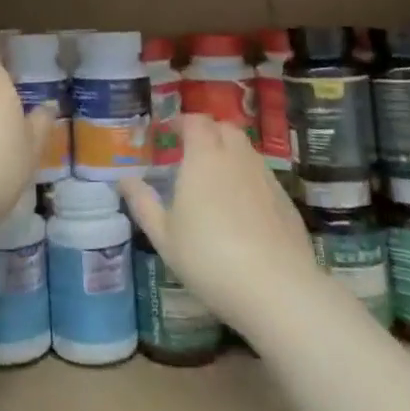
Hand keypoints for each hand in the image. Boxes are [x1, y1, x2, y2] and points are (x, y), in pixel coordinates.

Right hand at [120, 115, 321, 338]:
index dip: (182, 122)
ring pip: (246, 151)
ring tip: (215, 181)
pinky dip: (248, 180)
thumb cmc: (209, 257)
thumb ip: (143, 203)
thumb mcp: (164, 236)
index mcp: (204, 157)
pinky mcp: (286, 200)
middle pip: (225, 128)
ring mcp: (266, 177)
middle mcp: (237, 157)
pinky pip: (262, 176)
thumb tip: (123, 179)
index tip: (169, 133)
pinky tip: (242, 209)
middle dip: (208, 133)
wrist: (276, 289)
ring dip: (230, 154)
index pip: (196, 121)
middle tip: (191, 153)